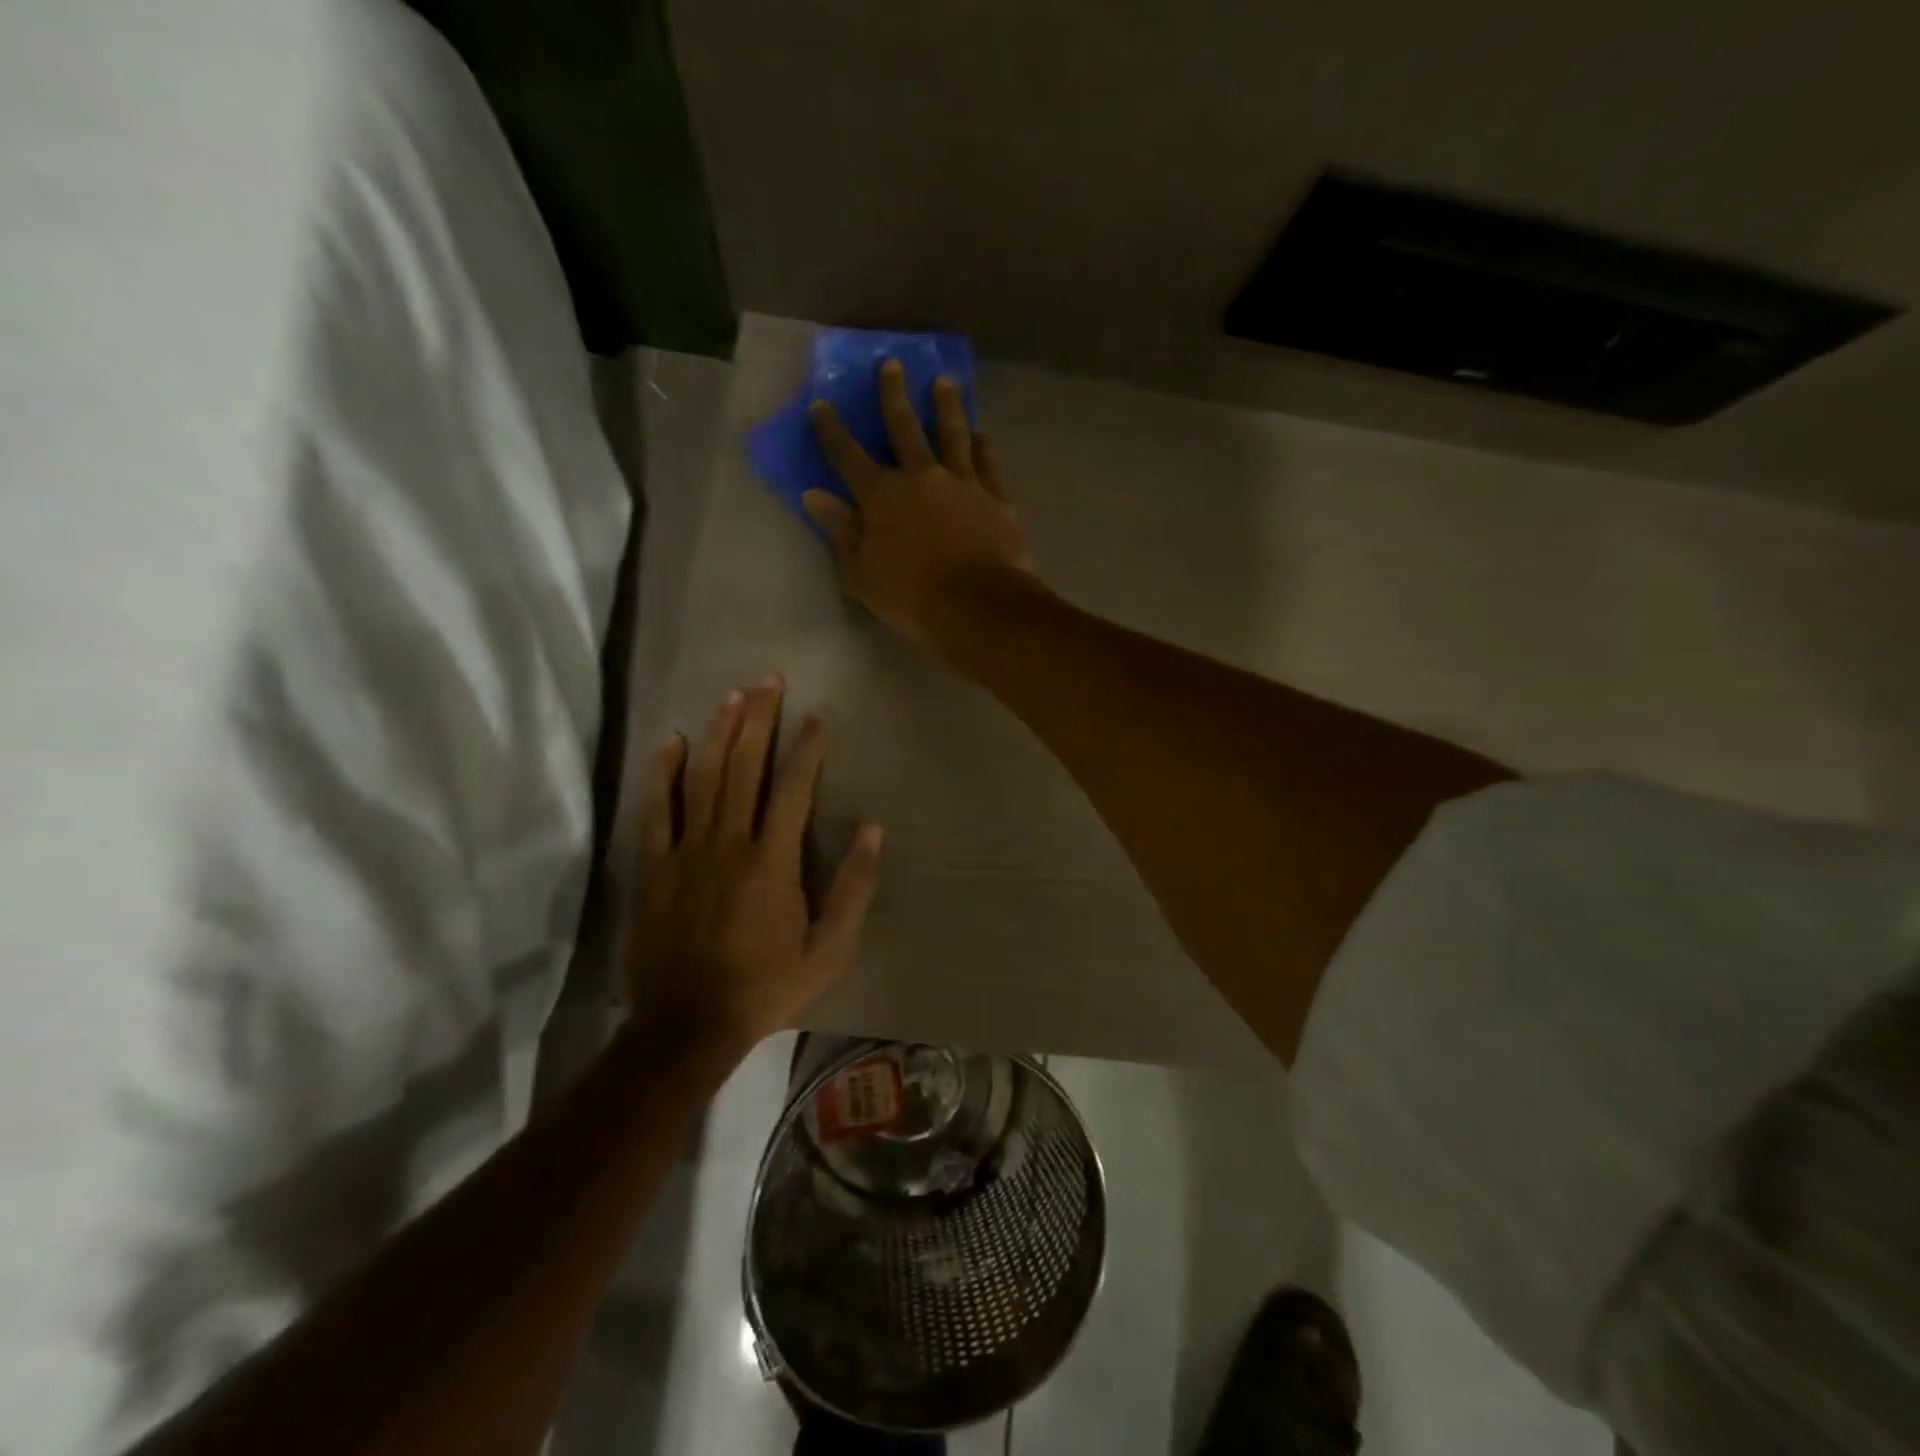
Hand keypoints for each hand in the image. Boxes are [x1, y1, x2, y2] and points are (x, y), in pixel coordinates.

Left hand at [624, 679, 881, 1054]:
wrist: (688, 1024)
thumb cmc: (766, 986)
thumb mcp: (829, 948)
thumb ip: (854, 888)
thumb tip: (874, 830)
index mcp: (772, 862)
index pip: (792, 789)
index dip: (806, 748)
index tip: (815, 717)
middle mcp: (728, 843)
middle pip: (745, 768)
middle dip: (758, 720)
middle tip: (769, 681)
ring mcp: (686, 851)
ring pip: (703, 777)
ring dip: (720, 732)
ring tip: (733, 695)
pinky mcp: (655, 866)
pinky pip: (658, 810)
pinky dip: (665, 773)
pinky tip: (673, 742)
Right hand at [805, 359, 1031, 650]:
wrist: (977, 606)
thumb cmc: (911, 597)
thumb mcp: (862, 574)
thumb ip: (841, 532)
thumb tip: (815, 496)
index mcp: (882, 496)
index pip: (848, 456)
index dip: (832, 430)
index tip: (821, 404)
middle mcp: (921, 477)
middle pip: (904, 428)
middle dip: (893, 395)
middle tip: (892, 364)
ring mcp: (962, 483)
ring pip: (952, 435)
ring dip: (947, 406)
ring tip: (946, 382)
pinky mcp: (995, 498)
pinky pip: (987, 464)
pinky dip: (983, 447)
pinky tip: (982, 435)